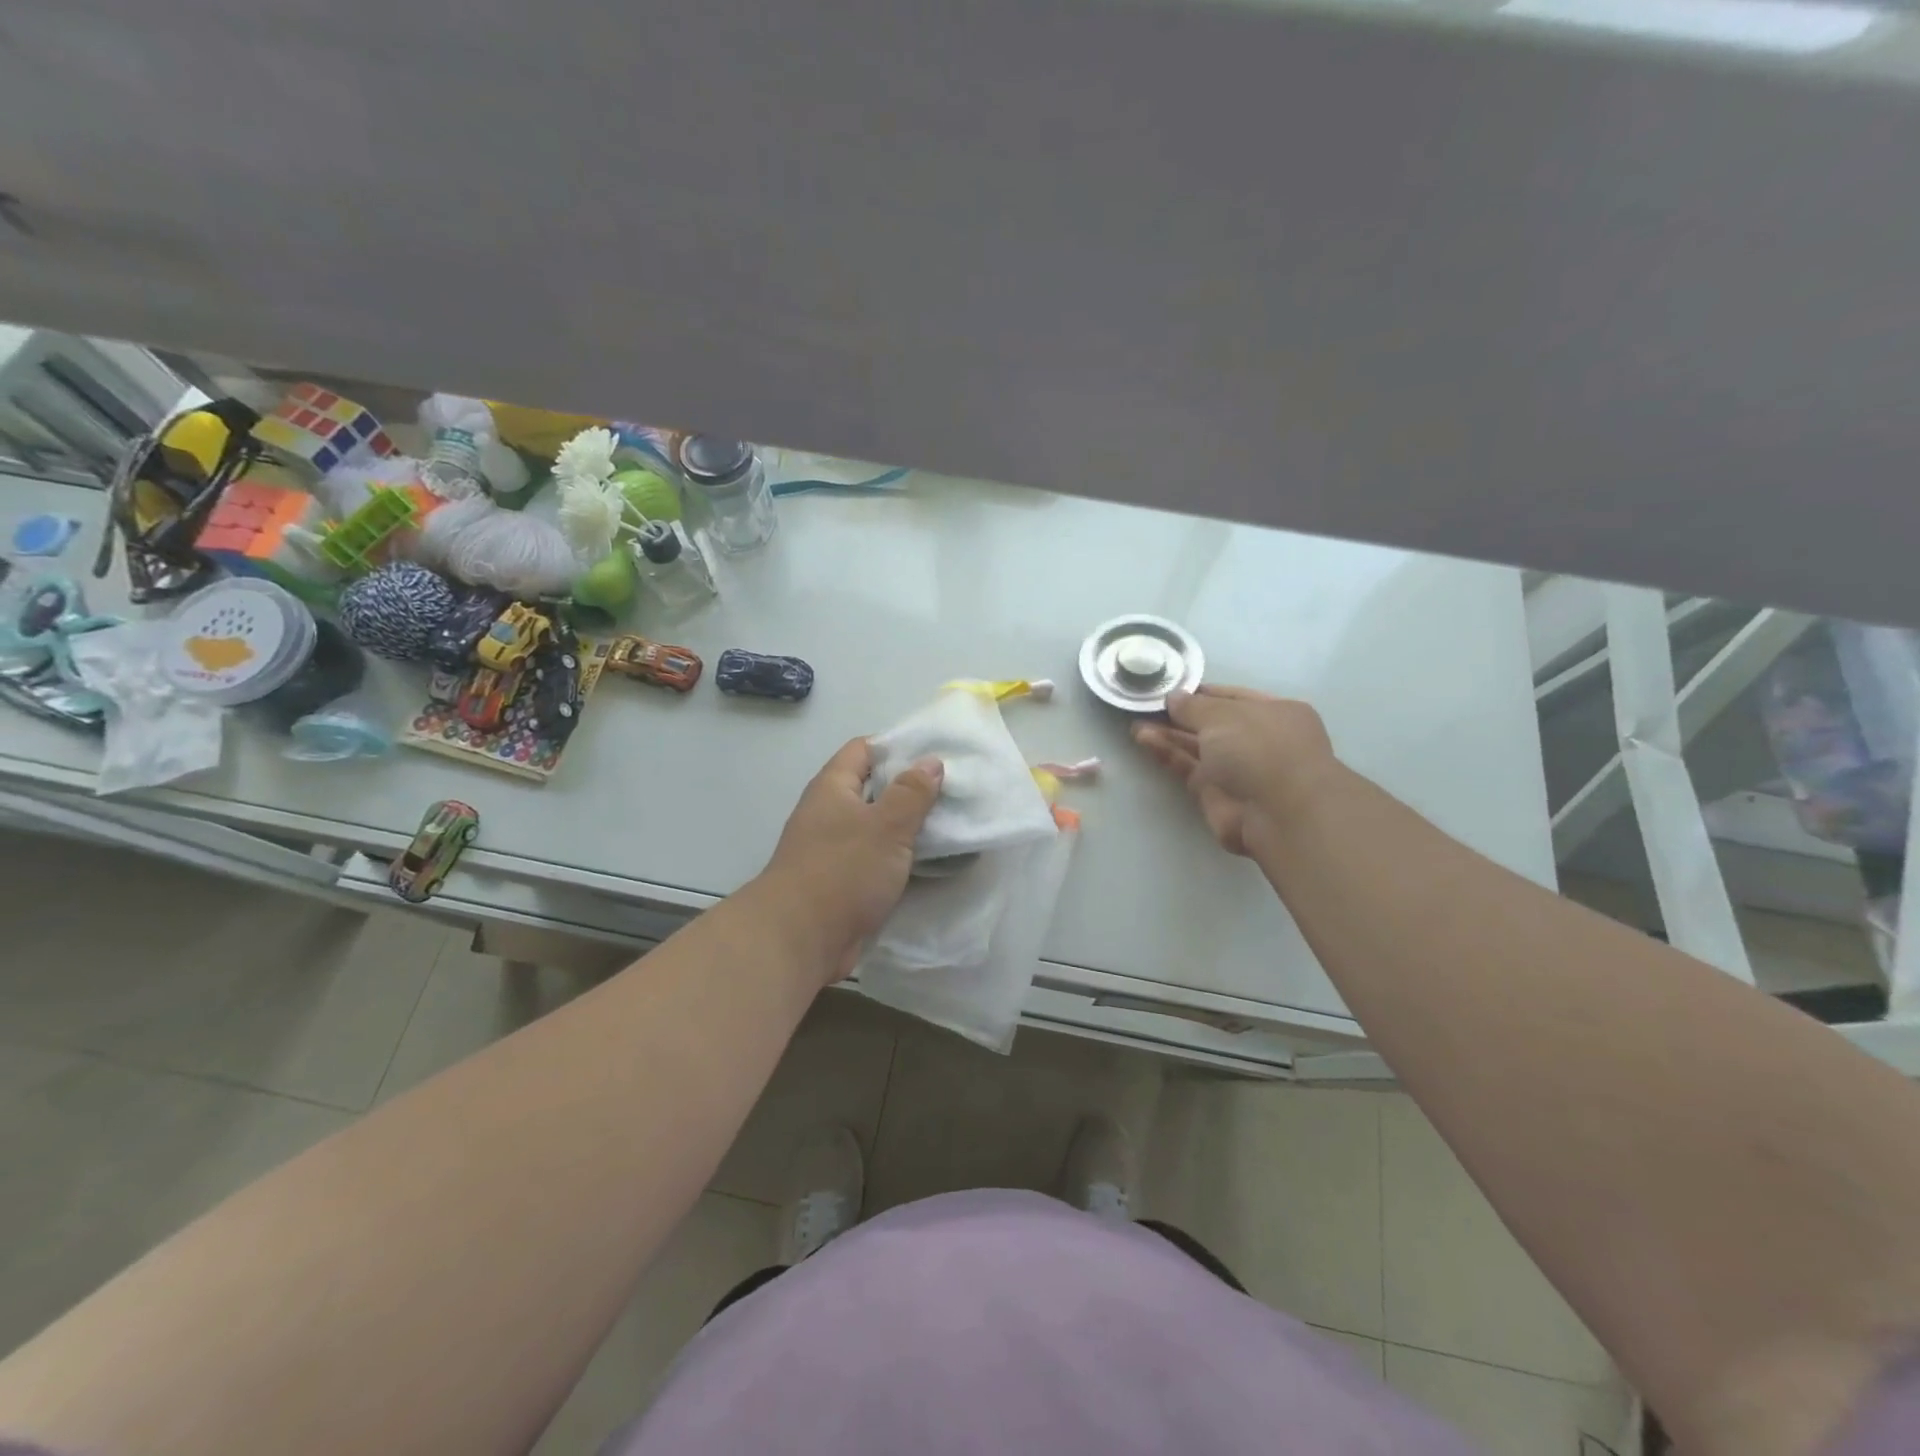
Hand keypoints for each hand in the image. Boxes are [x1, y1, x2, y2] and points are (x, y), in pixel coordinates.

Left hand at [755, 738, 943, 983]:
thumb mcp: (886, 825)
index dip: (897, 746)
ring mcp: (833, 849)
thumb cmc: (843, 871)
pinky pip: (875, 859)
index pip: (864, 749)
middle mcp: (830, 813)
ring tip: (950, 823)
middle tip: (952, 790)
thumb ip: (911, 792)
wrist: (800, 939)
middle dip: (910, 789)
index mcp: (833, 788)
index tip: (935, 754)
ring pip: (877, 827)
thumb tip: (930, 761)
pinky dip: (899, 858)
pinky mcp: (842, 882)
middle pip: (873, 788)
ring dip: (907, 826)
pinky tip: (930, 861)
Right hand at [1132, 685, 1335, 856]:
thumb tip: (1173, 697)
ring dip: (1168, 734)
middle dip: (1180, 715)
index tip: (1169, 689)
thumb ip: (1193, 706)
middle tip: (1146, 705)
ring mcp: (1237, 769)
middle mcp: (1258, 740)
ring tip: (1136, 722)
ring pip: (1197, 747)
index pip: (1232, 697)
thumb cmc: (1260, 748)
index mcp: (1275, 713)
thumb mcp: (1224, 715)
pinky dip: (1167, 754)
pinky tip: (1143, 739)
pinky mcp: (1215, 794)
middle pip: (1212, 724)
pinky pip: (1188, 767)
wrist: (1278, 813)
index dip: (1200, 693)